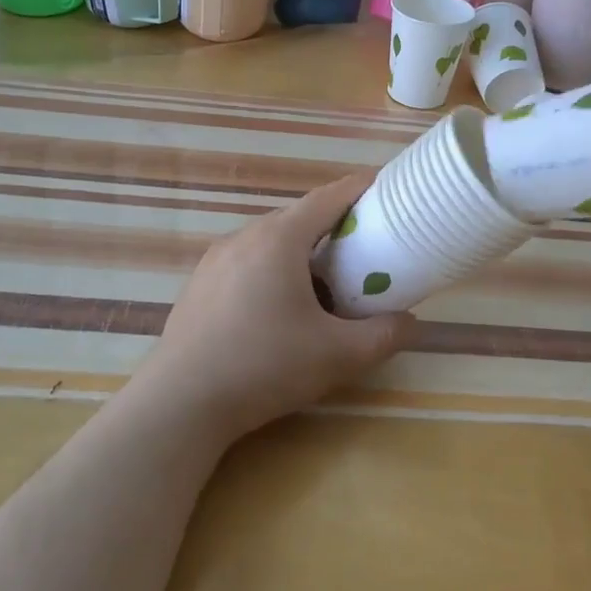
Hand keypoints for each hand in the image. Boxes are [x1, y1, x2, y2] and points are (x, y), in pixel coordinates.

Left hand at [136, 172, 416, 441]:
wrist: (180, 403)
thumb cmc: (264, 366)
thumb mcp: (337, 356)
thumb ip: (382, 336)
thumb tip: (410, 323)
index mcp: (279, 239)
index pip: (328, 197)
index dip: (360, 188)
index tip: (385, 187)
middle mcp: (245, 236)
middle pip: (299, 217)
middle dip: (334, 223)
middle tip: (364, 244)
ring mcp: (215, 259)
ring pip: (270, 240)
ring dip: (301, 249)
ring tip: (325, 279)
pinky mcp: (199, 284)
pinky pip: (246, 260)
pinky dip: (272, 267)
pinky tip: (278, 306)